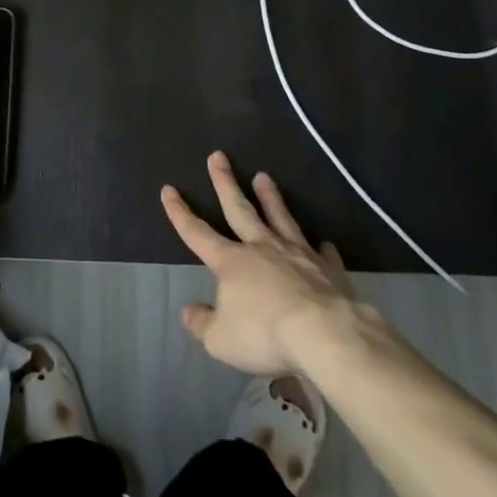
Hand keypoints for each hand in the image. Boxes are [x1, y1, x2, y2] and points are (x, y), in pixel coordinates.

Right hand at [162, 152, 366, 377]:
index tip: (168, 189)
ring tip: (264, 177)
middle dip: (225, 183)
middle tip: (218, 156)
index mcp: (231, 262)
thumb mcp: (221, 340)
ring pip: (280, 219)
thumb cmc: (265, 335)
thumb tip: (189, 311)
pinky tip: (322, 243)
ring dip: (271, 198)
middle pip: (239, 209)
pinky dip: (319, 248)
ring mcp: (297, 255)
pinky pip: (321, 253)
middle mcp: (261, 248)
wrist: (326, 334)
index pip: (197, 233)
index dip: (180, 213)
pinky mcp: (327, 269)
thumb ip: (202, 324)